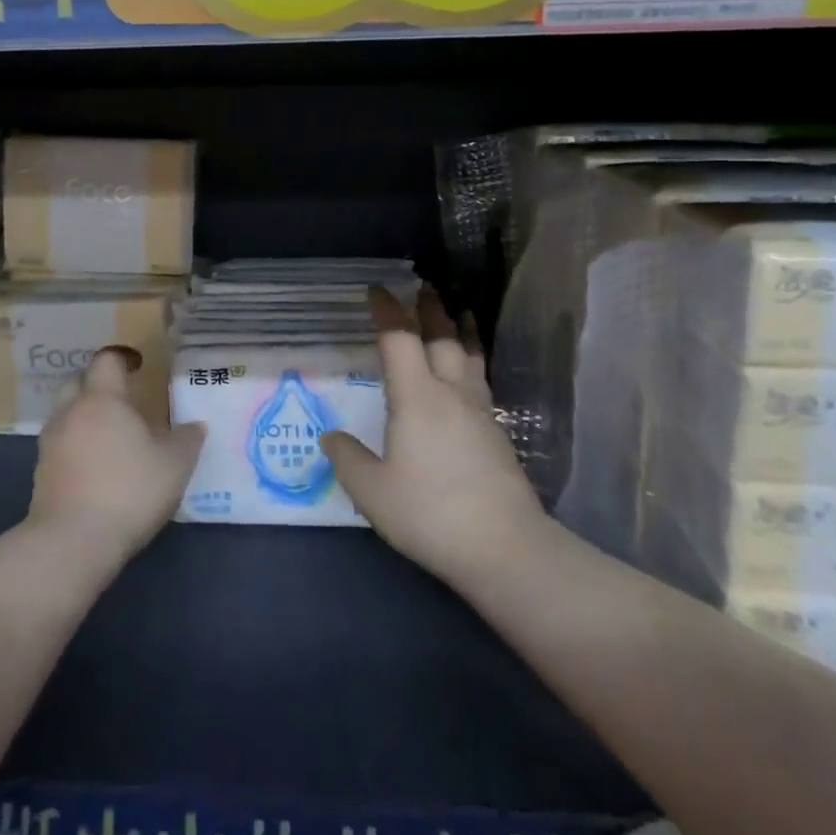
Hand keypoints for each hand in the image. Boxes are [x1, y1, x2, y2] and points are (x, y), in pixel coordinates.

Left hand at [27, 348, 205, 565]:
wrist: (72, 542)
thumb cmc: (128, 490)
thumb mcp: (174, 465)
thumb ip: (187, 440)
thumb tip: (196, 426)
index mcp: (102, 399)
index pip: (106, 360)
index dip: (123, 358)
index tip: (139, 366)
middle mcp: (71, 413)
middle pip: (78, 382)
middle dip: (97, 384)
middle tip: (122, 398)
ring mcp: (50, 444)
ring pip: (66, 415)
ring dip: (85, 417)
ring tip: (112, 436)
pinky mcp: (41, 475)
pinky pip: (61, 446)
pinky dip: (77, 447)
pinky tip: (96, 467)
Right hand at [322, 289, 552, 591]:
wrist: (505, 548)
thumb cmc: (430, 513)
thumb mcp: (372, 491)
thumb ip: (348, 459)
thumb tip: (330, 437)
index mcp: (417, 398)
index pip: (400, 340)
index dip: (387, 311)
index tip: (376, 290)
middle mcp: (451, 393)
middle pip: (442, 337)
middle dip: (429, 309)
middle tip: (421, 287)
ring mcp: (480, 412)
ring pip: (469, 355)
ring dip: (460, 329)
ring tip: (459, 311)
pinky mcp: (497, 434)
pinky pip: (481, 379)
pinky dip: (472, 359)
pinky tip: (470, 372)